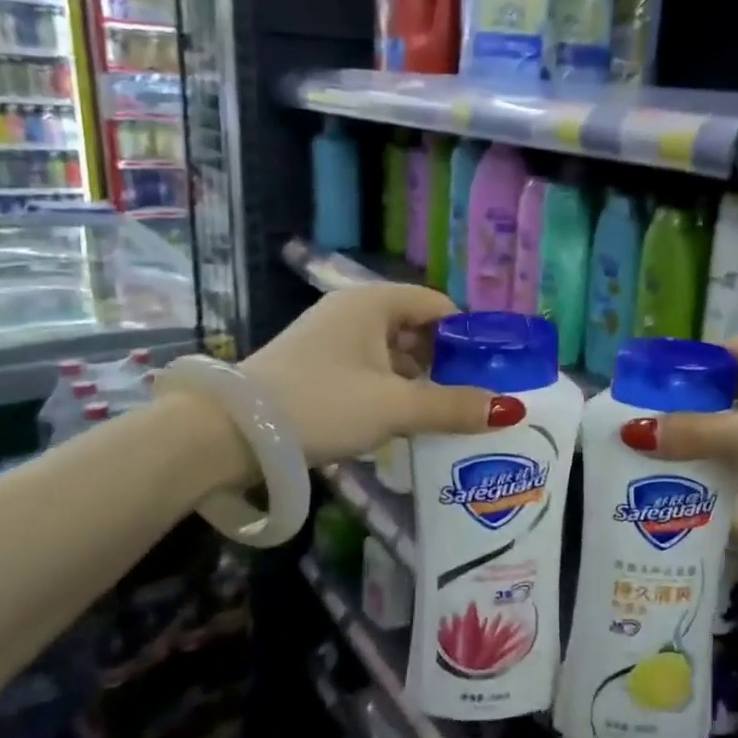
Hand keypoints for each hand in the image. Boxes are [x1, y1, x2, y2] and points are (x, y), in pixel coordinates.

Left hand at [242, 285, 508, 465]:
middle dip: (446, 363)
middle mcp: (352, 312)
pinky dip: (390, 390)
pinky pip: (368, 371)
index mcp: (373, 303)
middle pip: (417, 329)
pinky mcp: (315, 367)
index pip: (438, 306)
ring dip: (419, 381)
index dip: (469, 336)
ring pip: (392, 353)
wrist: (227, 434)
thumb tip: (509, 410)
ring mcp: (330, 339)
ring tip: (444, 415)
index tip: (491, 372)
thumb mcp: (395, 407)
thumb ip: (453, 407)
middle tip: (472, 399)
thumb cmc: (321, 404)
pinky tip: (402, 421)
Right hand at [623, 335, 737, 530]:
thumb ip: (695, 431)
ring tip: (663, 460)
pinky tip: (705, 485)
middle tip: (648, 433)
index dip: (683, 371)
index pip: (721, 351)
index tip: (644, 397)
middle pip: (730, 387)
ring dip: (711, 440)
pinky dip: (736, 463)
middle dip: (692, 410)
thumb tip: (632, 432)